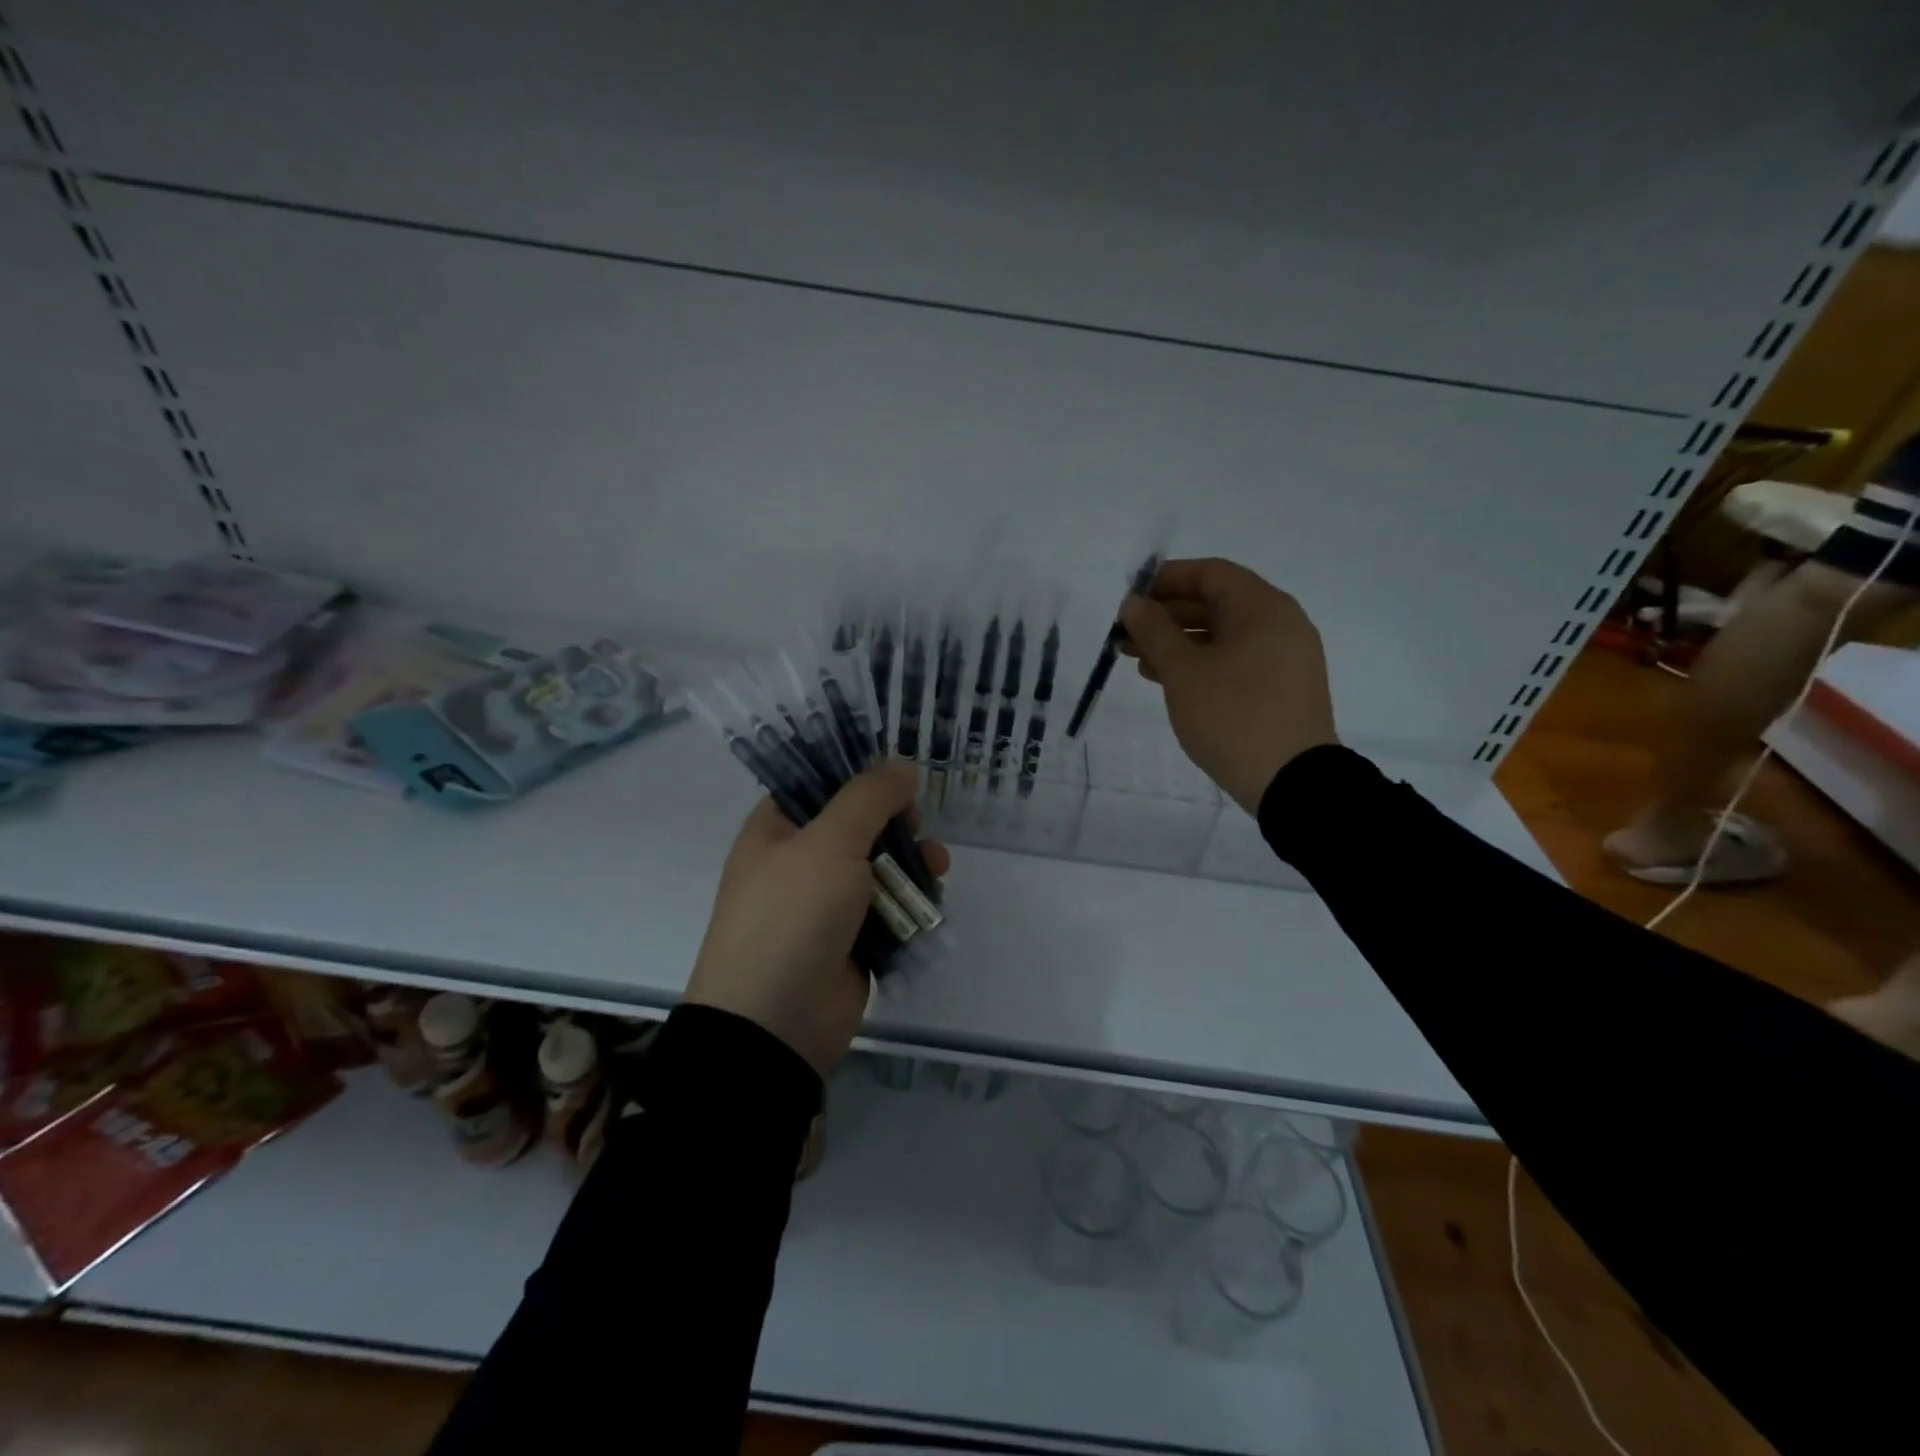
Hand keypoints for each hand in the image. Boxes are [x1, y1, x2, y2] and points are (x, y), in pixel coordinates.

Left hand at [683, 759, 948, 1077]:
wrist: (775, 1024)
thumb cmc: (792, 917)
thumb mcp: (829, 844)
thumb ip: (869, 798)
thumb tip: (902, 764)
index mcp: (777, 830)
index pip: (819, 784)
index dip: (858, 775)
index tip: (897, 776)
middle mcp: (800, 861)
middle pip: (859, 824)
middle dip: (896, 822)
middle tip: (915, 824)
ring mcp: (827, 903)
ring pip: (881, 866)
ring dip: (912, 862)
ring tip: (936, 866)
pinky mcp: (853, 939)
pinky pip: (890, 907)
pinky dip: (912, 901)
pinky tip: (932, 899)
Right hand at [1119, 557, 1336, 813]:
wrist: (1291, 781)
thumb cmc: (1233, 716)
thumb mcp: (1183, 672)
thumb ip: (1154, 631)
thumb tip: (1133, 603)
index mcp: (1263, 608)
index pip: (1210, 573)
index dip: (1166, 580)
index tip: (1130, 598)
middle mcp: (1280, 623)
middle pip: (1216, 604)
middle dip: (1166, 617)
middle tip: (1125, 635)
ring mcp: (1285, 657)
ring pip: (1223, 635)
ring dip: (1179, 643)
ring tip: (1137, 661)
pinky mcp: (1282, 687)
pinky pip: (1236, 660)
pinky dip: (1202, 663)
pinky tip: (1169, 680)